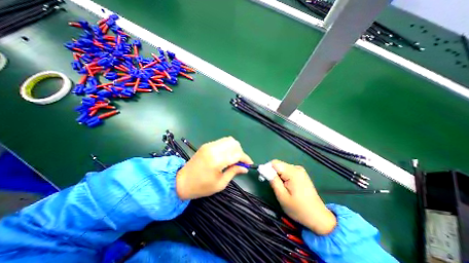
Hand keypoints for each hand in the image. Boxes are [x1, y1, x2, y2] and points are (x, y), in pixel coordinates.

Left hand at [175, 137, 251, 199]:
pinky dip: (227, 147)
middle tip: (240, 162)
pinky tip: (226, 155)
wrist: (181, 181)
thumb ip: (234, 172)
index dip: (245, 159)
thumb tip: (245, 168)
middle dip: (240, 152)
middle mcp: (213, 149)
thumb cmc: (201, 187)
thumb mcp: (220, 183)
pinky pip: (222, 142)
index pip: (237, 154)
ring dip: (234, 148)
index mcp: (217, 160)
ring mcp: (209, 145)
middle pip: (234, 143)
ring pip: (229, 140)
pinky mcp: (206, 145)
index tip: (249, 164)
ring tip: (234, 158)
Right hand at [269, 159, 335, 234]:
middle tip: (272, 185)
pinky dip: (283, 176)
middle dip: (272, 172)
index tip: (264, 179)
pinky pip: (288, 171)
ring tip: (280, 187)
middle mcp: (297, 168)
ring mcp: (300, 170)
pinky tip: (286, 186)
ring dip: (278, 175)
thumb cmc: (298, 208)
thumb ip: (273, 180)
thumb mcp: (282, 196)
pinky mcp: (301, 174)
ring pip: (282, 168)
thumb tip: (263, 169)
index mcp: (293, 172)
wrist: (318, 217)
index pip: (274, 163)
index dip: (267, 169)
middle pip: (278, 165)